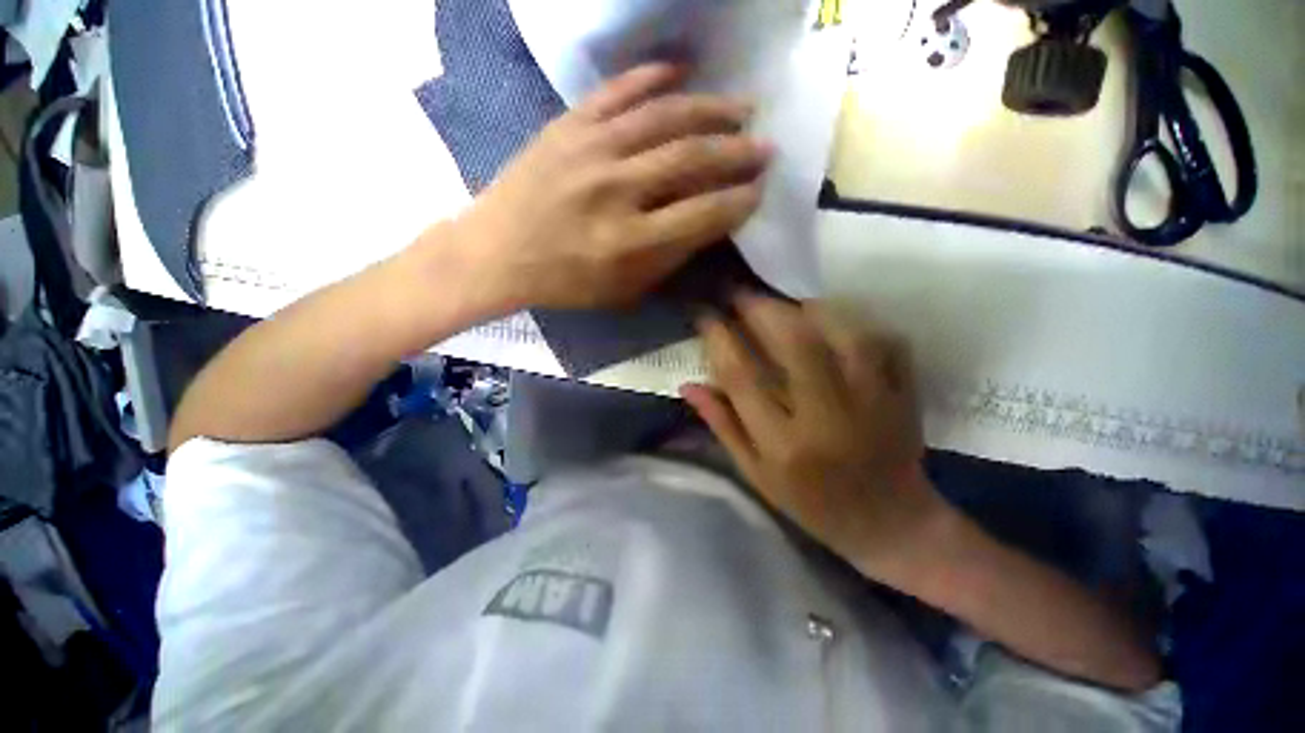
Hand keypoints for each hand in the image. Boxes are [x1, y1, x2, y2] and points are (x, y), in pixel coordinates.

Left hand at [459, 63, 771, 309]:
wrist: (498, 252)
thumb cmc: (565, 281)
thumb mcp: (623, 289)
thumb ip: (668, 259)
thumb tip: (708, 224)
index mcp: (630, 242)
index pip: (702, 214)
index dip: (738, 202)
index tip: (758, 192)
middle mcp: (616, 191)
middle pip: (691, 160)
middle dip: (737, 152)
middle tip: (765, 147)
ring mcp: (590, 150)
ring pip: (664, 117)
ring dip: (710, 109)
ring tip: (741, 107)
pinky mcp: (567, 126)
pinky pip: (617, 91)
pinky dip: (652, 76)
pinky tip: (681, 70)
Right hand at [682, 295, 949, 579]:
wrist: (889, 523)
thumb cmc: (810, 504)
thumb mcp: (755, 473)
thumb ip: (722, 424)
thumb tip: (688, 385)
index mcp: (784, 445)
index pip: (742, 377)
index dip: (719, 338)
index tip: (704, 314)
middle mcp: (827, 419)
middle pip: (794, 345)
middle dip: (761, 309)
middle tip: (739, 292)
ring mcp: (873, 404)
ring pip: (843, 335)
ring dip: (809, 308)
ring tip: (784, 300)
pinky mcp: (903, 397)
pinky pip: (885, 343)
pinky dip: (858, 322)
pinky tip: (835, 318)